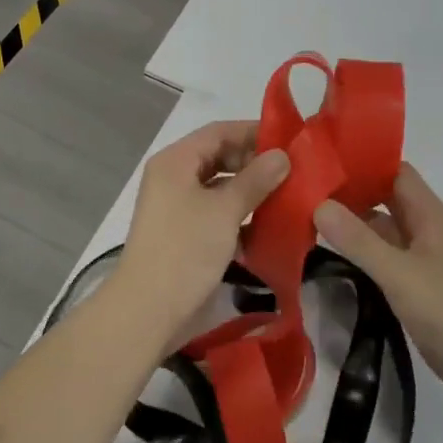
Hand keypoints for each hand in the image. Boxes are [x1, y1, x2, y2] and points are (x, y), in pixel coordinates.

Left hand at [114, 121, 288, 339]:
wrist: (148, 311)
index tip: (290, 141)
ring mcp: (178, 207)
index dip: (254, 132)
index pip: (219, 132)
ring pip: (221, 188)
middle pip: (220, 157)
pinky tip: (270, 226)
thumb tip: (282, 155)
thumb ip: (255, 179)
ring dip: (251, 191)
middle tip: (294, 171)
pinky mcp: (186, 235)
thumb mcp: (224, 210)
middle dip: (255, 163)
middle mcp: (174, 178)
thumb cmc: (185, 250)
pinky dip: (241, 216)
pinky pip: (217, 214)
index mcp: (176, 161)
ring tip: (289, 196)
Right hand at [314, 163, 442, 409]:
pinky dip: (361, 252)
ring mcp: (423, 259)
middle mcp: (427, 230)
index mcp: (430, 215)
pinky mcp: (417, 286)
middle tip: (304, 189)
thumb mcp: (399, 275)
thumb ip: (358, 241)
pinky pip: (384, 257)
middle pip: (386, 198)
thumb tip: (318, 204)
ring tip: (308, 217)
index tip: (323, 160)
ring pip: (383, 230)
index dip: (363, 162)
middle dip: (350, 192)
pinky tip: (332, 255)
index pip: (394, 171)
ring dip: (352, 223)